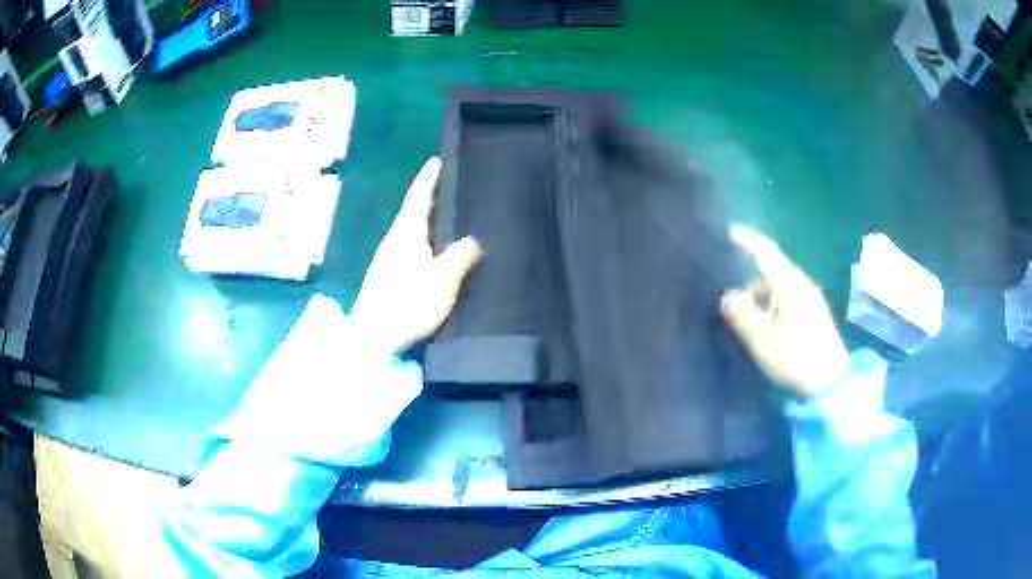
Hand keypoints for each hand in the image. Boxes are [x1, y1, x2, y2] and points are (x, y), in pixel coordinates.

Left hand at [349, 157, 481, 355]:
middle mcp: (393, 242)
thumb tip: (472, 241)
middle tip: (449, 191)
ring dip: (425, 224)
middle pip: (411, 214)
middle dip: (428, 200)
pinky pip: (408, 251)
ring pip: (409, 234)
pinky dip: (422, 244)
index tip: (436, 161)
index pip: (418, 197)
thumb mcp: (442, 279)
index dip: (428, 179)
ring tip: (446, 223)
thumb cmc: (408, 303)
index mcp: (406, 234)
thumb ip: (459, 257)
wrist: (372, 338)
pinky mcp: (385, 279)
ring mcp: (386, 261)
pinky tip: (432, 256)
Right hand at [721, 225, 849, 397]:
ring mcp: (811, 296)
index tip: (730, 232)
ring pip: (782, 281)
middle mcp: (802, 283)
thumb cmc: (794, 357)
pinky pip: (789, 292)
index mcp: (789, 285)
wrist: (830, 379)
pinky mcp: (815, 310)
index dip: (747, 240)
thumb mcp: (761, 339)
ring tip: (748, 307)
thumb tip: (728, 295)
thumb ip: (742, 314)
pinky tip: (768, 318)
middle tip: (734, 278)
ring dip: (763, 287)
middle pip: (774, 265)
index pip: (766, 252)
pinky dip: (774, 297)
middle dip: (753, 267)